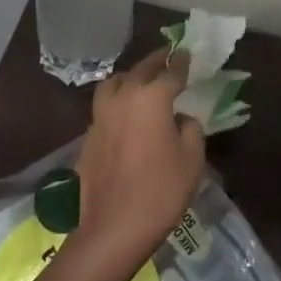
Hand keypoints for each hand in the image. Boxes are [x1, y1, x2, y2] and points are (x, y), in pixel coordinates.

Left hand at [73, 46, 205, 272]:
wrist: (114, 228)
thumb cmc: (161, 191)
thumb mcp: (192, 159)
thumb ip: (190, 128)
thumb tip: (179, 117)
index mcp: (152, 97)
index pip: (171, 72)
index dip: (181, 62)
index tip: (187, 53)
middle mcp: (123, 97)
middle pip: (140, 70)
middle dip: (156, 62)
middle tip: (167, 58)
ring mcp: (101, 115)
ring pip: (114, 83)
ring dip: (130, 77)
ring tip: (140, 81)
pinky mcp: (89, 136)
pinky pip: (104, 106)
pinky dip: (116, 101)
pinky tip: (124, 114)